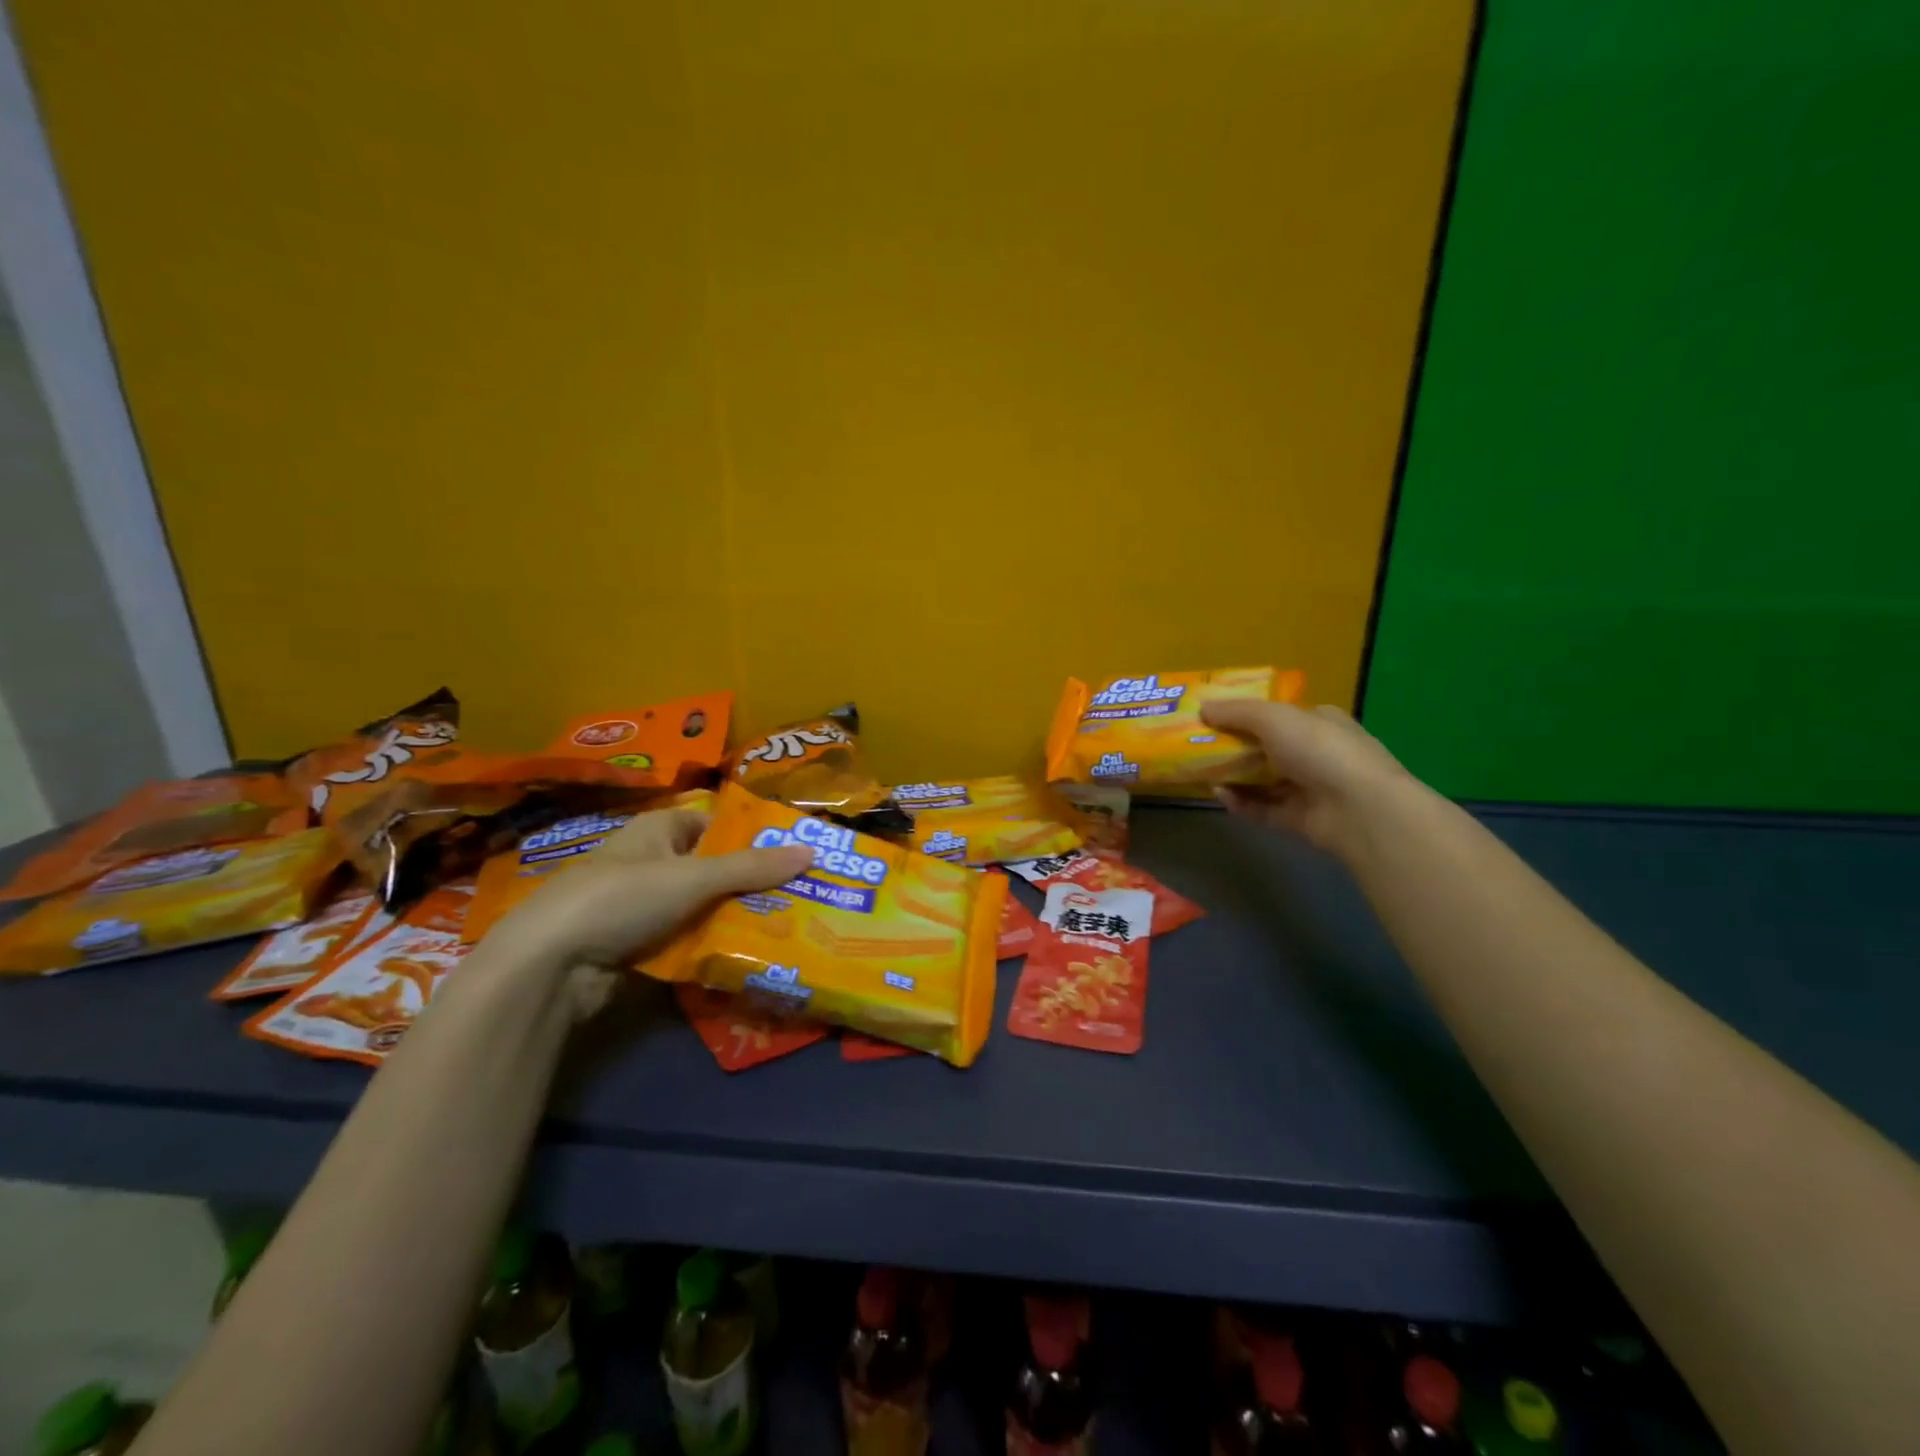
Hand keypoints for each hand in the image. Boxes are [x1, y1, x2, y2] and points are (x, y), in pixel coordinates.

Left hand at [489, 807, 811, 971]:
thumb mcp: (693, 878)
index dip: (754, 836)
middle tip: (803, 896)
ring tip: (789, 927)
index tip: (796, 853)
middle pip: (715, 869)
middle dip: (753, 884)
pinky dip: (713, 946)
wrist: (548, 966)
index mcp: (658, 830)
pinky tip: (749, 956)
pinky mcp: (637, 946)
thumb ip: (752, 868)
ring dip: (736, 918)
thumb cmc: (621, 899)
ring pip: (704, 907)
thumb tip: (812, 850)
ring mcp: (642, 907)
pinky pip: (687, 939)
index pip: (717, 825)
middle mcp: (651, 862)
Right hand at [1198, 699, 1417, 861]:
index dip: (1244, 714)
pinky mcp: (1299, 819)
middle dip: (1232, 747)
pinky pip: (1262, 808)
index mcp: (1317, 721)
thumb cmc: (1319, 749)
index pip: (1277, 714)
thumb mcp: (1274, 717)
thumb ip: (1236, 712)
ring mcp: (1309, 788)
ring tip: (1202, 772)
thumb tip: (1202, 707)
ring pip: (1261, 780)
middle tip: (1196, 746)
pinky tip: (1220, 795)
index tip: (1211, 717)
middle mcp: (1315, 752)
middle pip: (1265, 748)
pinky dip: (1241, 802)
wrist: (1359, 809)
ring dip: (1232, 776)